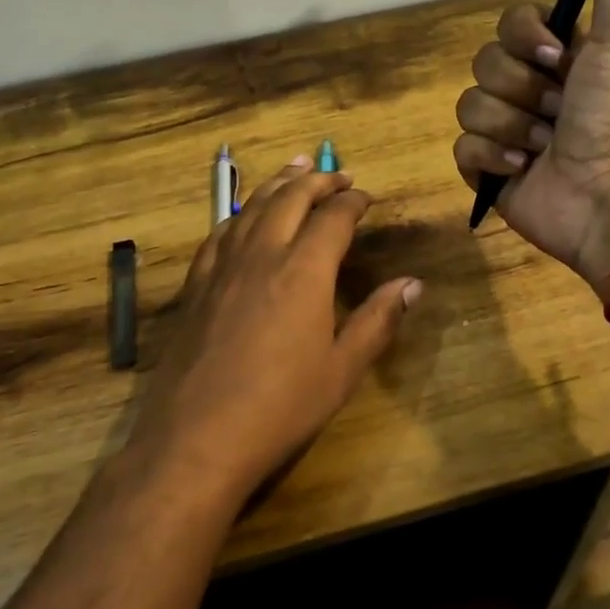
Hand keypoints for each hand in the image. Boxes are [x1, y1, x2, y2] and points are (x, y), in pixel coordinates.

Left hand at [127, 157, 420, 501]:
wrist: (196, 439)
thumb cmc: (280, 408)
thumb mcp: (342, 370)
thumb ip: (378, 321)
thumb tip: (414, 284)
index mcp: (304, 271)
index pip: (333, 218)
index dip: (352, 201)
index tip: (366, 197)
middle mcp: (262, 255)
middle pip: (290, 198)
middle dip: (317, 180)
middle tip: (337, 174)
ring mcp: (222, 268)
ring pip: (251, 207)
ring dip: (276, 184)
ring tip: (293, 169)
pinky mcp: (195, 286)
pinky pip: (219, 233)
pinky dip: (239, 214)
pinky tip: (242, 217)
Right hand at [453, 0, 609, 290]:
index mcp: (563, 59)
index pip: (511, 25)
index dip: (526, 37)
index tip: (558, 57)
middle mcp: (533, 91)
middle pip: (485, 63)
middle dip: (522, 88)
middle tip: (559, 111)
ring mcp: (509, 133)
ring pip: (470, 105)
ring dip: (511, 125)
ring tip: (545, 146)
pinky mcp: (490, 171)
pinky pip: (462, 148)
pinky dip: (491, 158)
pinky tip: (522, 169)